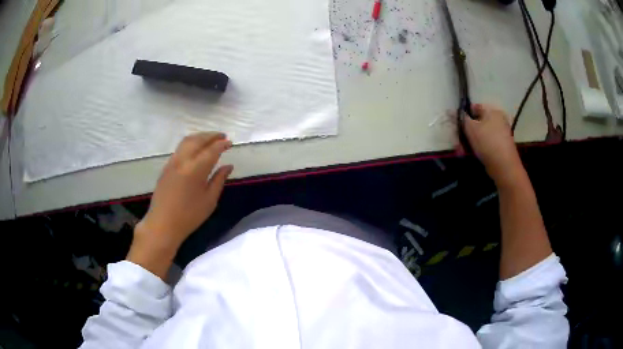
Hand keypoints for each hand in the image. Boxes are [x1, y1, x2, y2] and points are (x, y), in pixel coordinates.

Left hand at [128, 132, 232, 278]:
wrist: (163, 224)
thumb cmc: (189, 216)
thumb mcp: (209, 200)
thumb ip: (219, 180)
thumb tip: (228, 166)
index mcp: (196, 169)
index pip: (212, 150)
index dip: (222, 144)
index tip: (230, 143)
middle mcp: (183, 160)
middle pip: (198, 140)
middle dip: (211, 135)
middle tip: (222, 136)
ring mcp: (172, 161)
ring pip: (187, 141)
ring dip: (200, 137)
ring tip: (210, 139)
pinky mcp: (166, 166)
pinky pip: (180, 148)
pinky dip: (191, 143)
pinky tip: (195, 149)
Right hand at [461, 104, 522, 184]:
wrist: (505, 166)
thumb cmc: (487, 143)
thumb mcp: (471, 128)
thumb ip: (461, 118)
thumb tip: (450, 111)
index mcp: (492, 111)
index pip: (474, 107)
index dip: (463, 116)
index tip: (456, 126)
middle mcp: (498, 119)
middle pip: (477, 122)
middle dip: (465, 132)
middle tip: (457, 142)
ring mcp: (500, 133)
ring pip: (480, 134)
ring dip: (469, 141)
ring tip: (461, 151)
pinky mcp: (500, 145)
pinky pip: (486, 142)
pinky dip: (478, 147)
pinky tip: (470, 154)